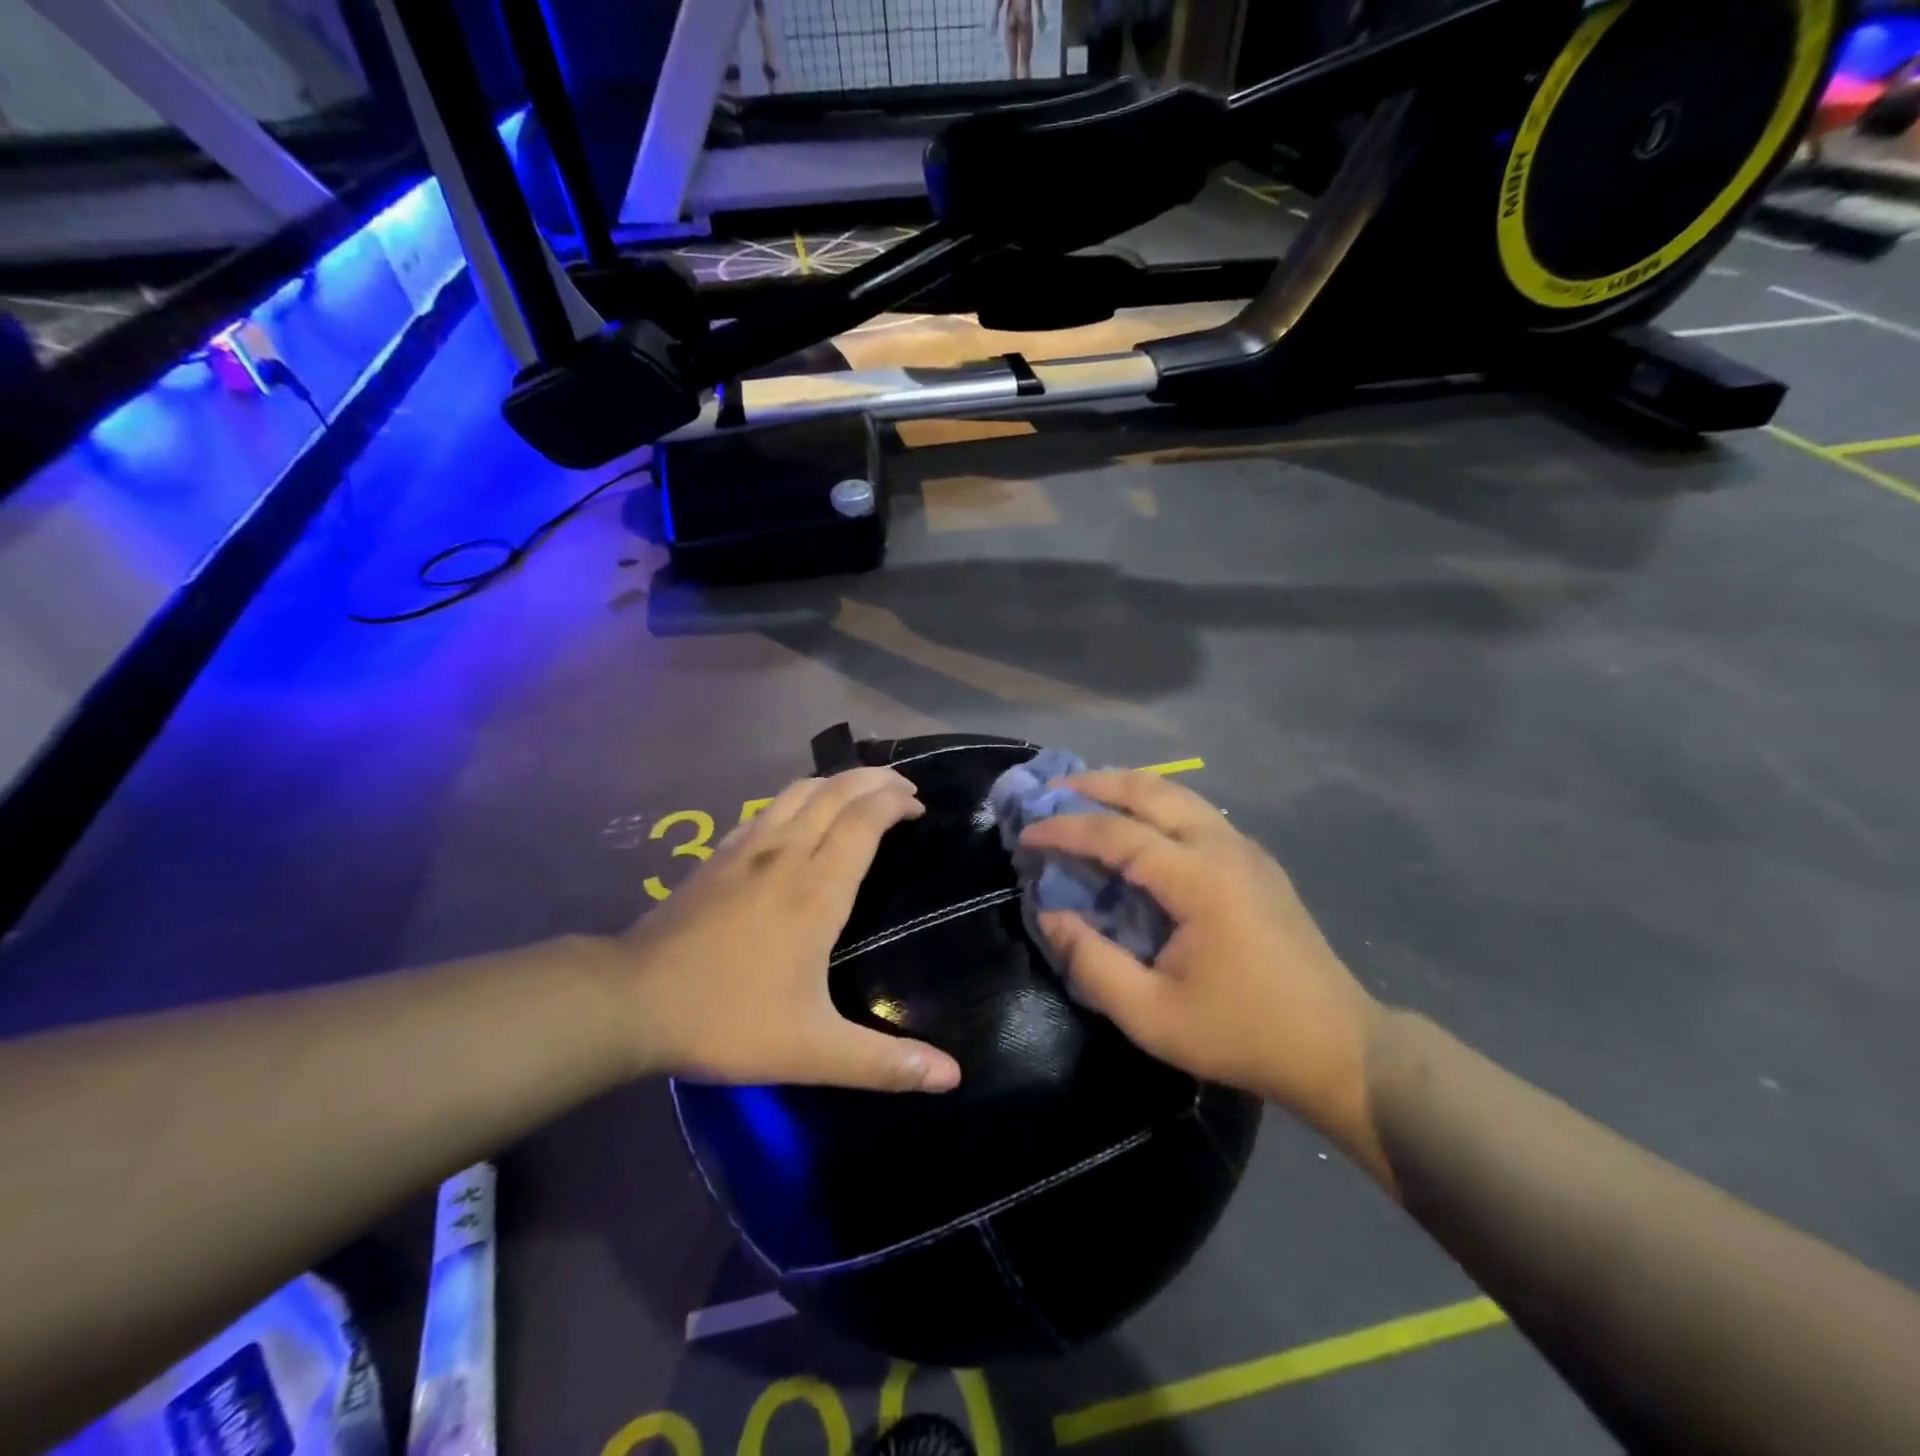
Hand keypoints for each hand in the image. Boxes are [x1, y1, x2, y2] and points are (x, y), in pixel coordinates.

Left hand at [612, 770, 961, 1093]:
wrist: (631, 1001)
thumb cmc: (728, 1018)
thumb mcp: (813, 1051)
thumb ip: (884, 1063)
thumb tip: (953, 1076)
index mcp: (817, 888)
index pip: (864, 819)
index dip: (895, 802)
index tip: (919, 806)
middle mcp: (787, 853)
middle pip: (837, 791)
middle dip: (875, 780)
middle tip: (903, 789)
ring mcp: (748, 848)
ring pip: (800, 790)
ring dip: (838, 782)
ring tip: (861, 793)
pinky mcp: (719, 855)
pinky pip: (769, 807)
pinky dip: (799, 797)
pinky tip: (799, 816)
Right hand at [1020, 772, 1385, 1166]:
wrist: (1339, 1047)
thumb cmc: (1240, 1033)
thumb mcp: (1151, 1014)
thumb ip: (1091, 962)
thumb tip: (1050, 913)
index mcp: (1198, 879)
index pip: (1116, 834)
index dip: (1064, 829)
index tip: (1025, 833)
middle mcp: (1223, 846)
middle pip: (1150, 789)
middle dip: (1093, 784)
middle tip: (1048, 792)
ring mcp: (1245, 849)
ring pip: (1176, 794)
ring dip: (1125, 789)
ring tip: (1082, 799)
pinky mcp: (1255, 861)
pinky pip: (1194, 813)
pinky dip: (1153, 806)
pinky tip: (1134, 827)